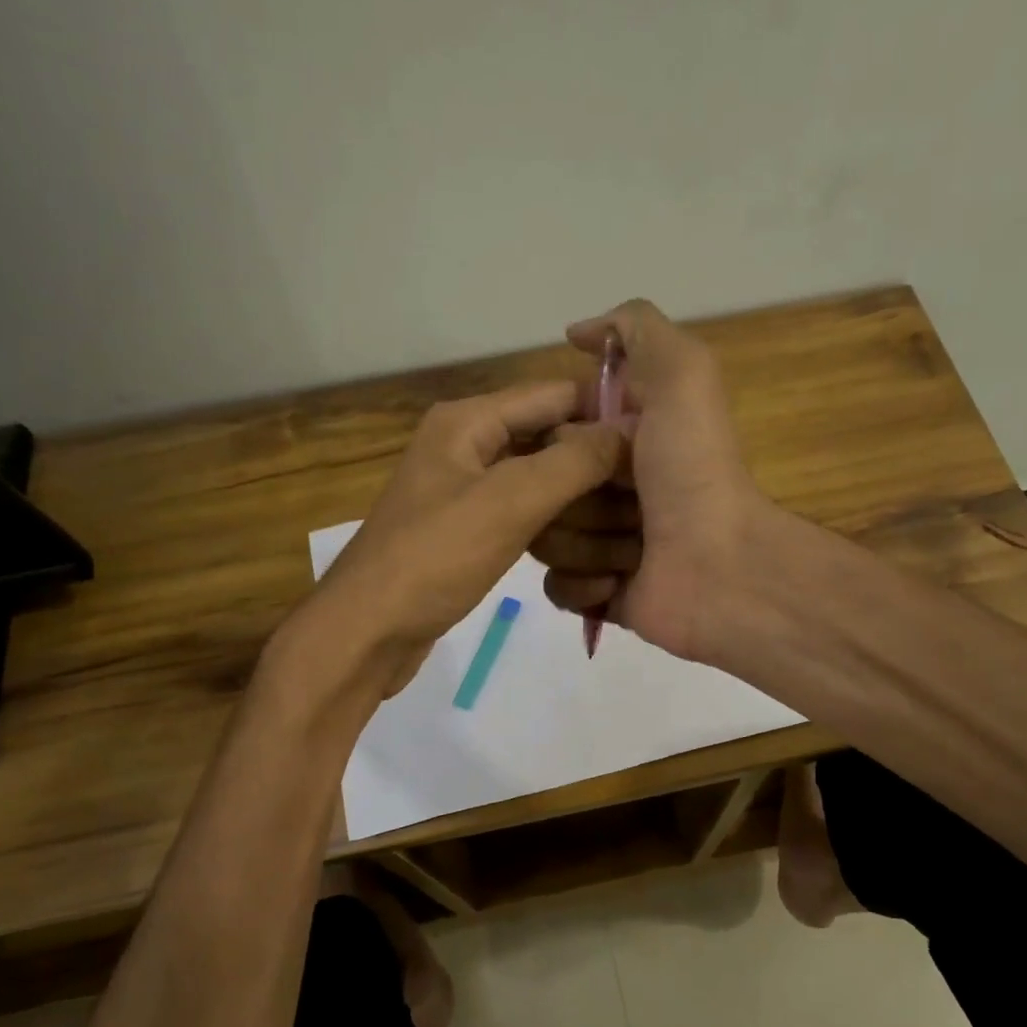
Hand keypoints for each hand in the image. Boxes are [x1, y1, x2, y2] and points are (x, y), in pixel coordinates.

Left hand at [315, 380, 623, 693]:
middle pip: (547, 439)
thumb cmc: (435, 558)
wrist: (369, 632)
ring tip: (626, 522)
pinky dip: (552, 529)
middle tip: (647, 491)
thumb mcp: (508, 502)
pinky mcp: (466, 534)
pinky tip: (584, 549)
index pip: (552, 394)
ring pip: (537, 483)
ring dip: (577, 501)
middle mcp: (465, 447)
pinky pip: (522, 518)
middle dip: (594, 462)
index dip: (604, 410)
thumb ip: (572, 462)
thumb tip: (628, 430)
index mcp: (468, 422)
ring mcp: (464, 493)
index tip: (657, 438)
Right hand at [533, 299, 770, 661]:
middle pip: (537, 487)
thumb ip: (635, 328)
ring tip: (632, 548)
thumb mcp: (681, 374)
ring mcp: (601, 544)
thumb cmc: (695, 471)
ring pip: (542, 538)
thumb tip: (577, 333)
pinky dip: (584, 584)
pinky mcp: (598, 594)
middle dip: (571, 494)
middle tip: (622, 500)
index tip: (574, 442)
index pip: (550, 432)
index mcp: (620, 440)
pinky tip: (620, 581)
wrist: (722, 567)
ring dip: (585, 542)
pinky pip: (555, 585)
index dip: (555, 436)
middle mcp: (607, 489)